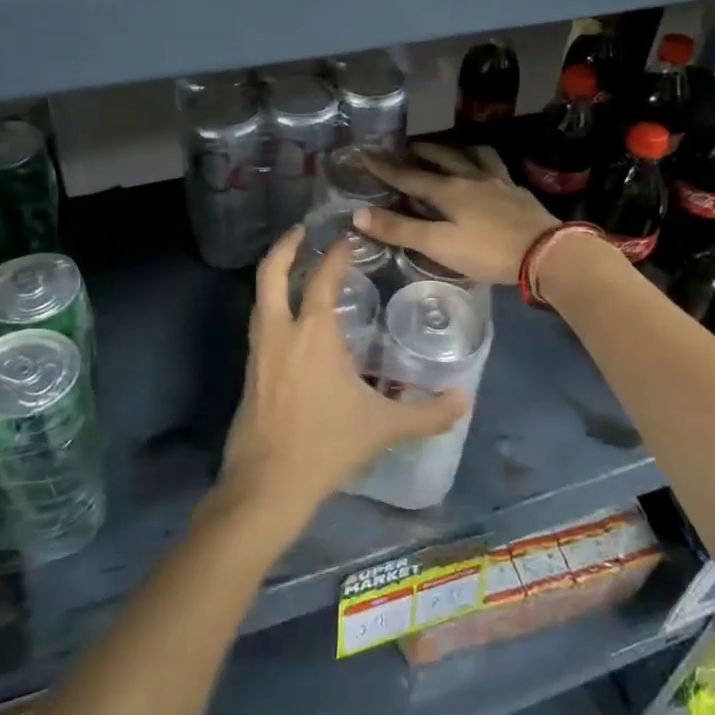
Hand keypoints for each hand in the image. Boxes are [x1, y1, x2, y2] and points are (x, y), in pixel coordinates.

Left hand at [216, 226, 469, 528]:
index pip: (322, 278)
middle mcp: (281, 331)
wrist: (268, 483)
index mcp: (313, 333)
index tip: (347, 239)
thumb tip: (465, 400)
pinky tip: (289, 321)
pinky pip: (260, 323)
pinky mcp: (249, 371)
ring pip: (260, 297)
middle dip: (285, 246)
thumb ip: (427, 413)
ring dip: (274, 275)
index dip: (335, 254)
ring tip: (295, 268)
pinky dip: (271, 305)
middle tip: (301, 230)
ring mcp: (259, 350)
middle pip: (271, 273)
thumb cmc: (327, 445)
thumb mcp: (383, 427)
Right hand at [357, 144, 558, 284]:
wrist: (546, 252)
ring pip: (470, 154)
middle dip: (418, 151)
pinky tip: (485, 168)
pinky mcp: (516, 190)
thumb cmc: (488, 252)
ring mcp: (496, 181)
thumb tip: (358, 214)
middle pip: (439, 157)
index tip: (364, 153)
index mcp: (447, 190)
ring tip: (445, 149)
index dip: (384, 167)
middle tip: (404, 147)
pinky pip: (495, 165)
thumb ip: (400, 229)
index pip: (408, 176)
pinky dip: (482, 160)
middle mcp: (469, 177)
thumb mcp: (438, 245)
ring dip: (452, 149)